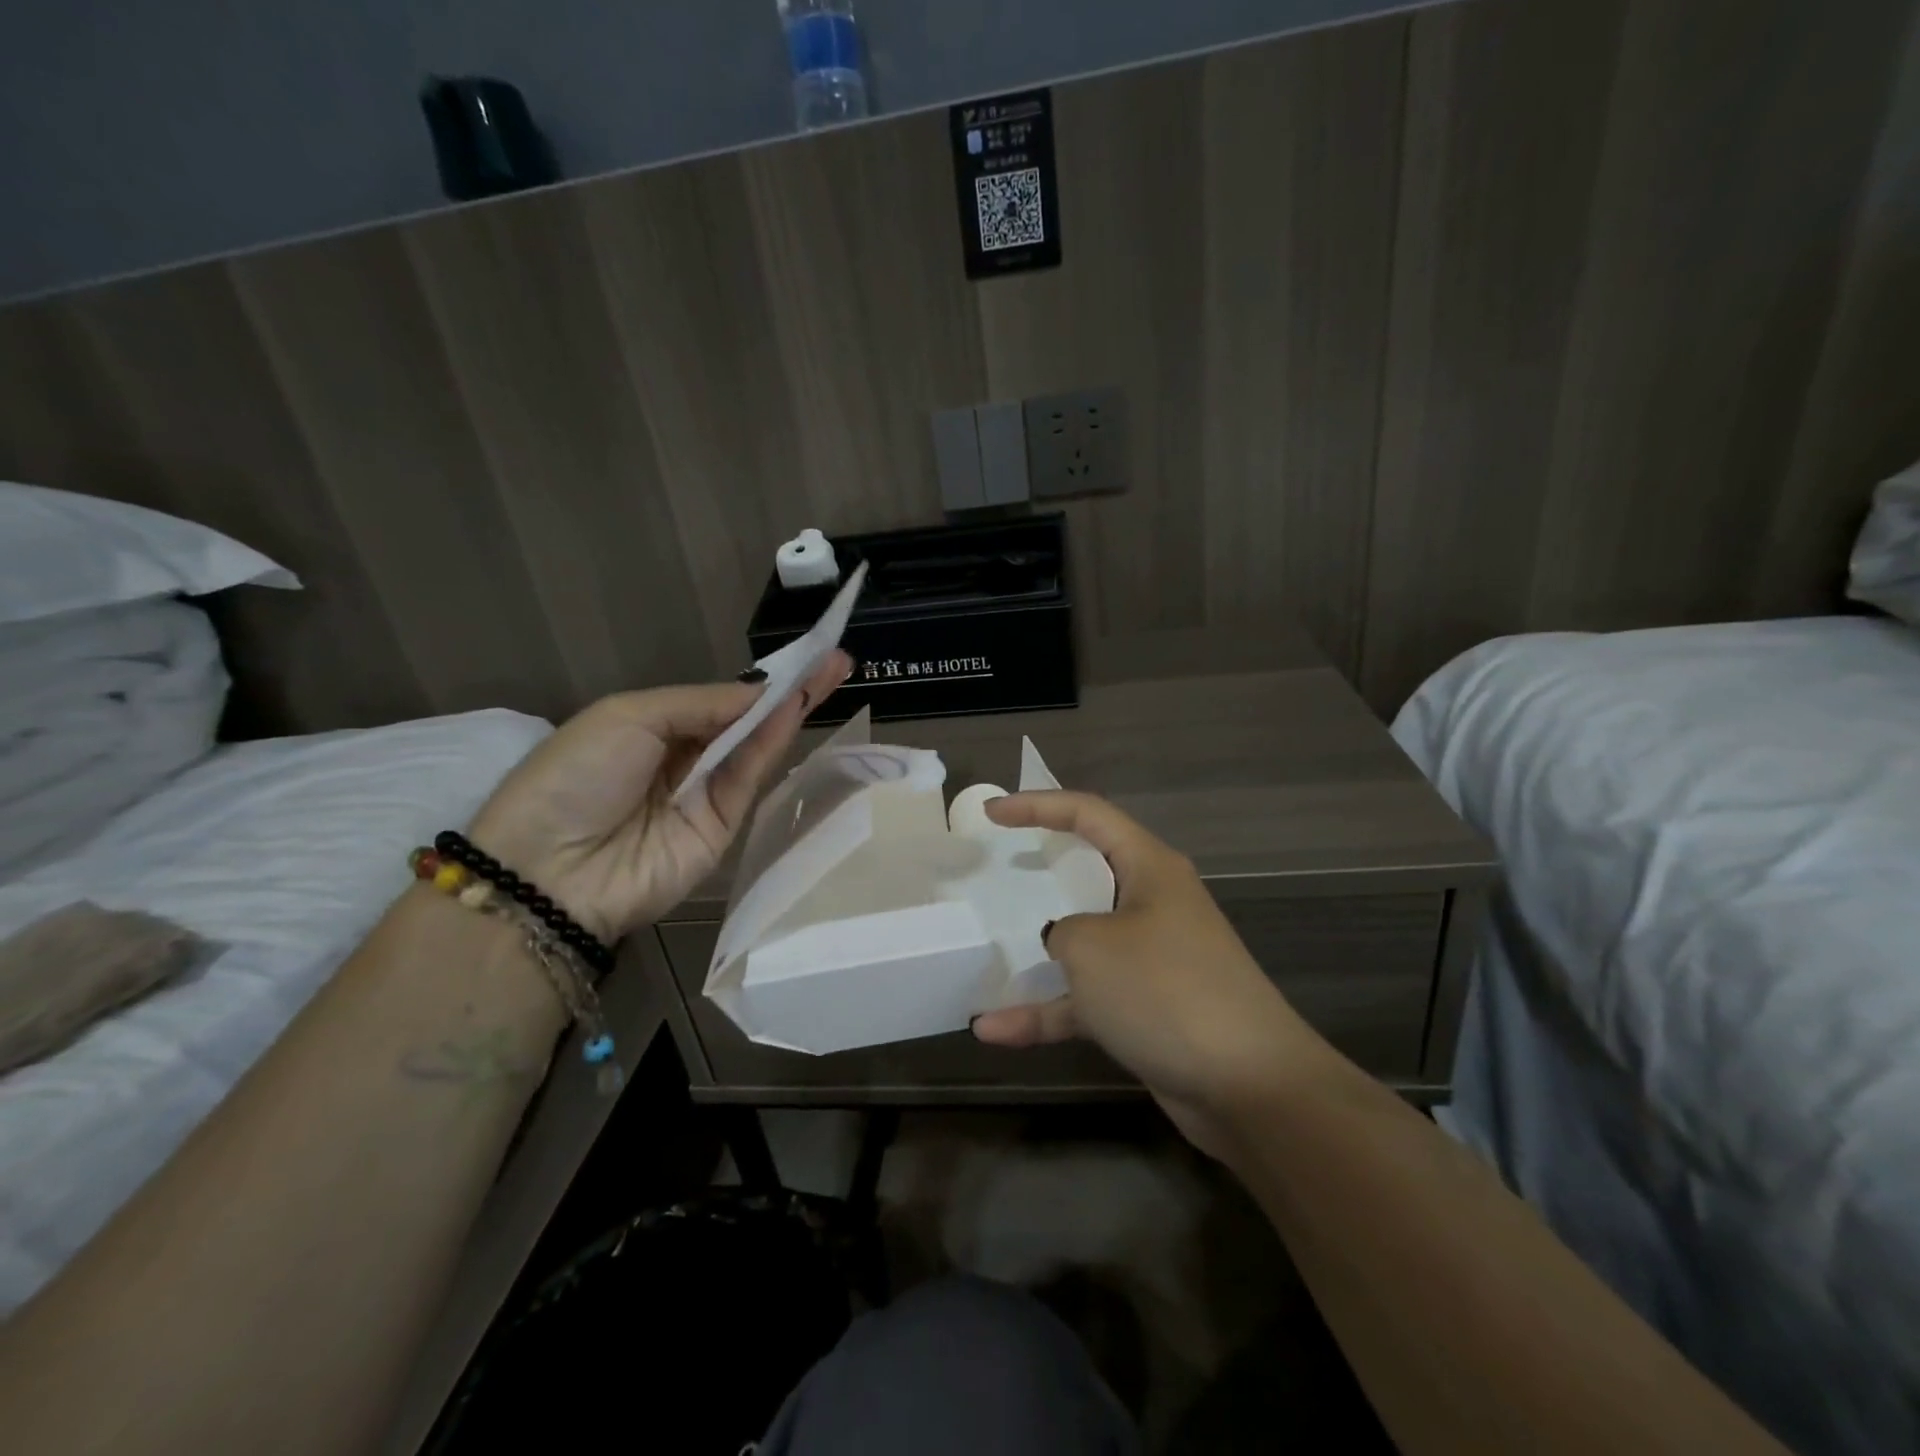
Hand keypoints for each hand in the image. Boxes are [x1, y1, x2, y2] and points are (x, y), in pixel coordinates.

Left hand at [466, 653, 850, 942]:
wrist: (553, 870)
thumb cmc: (578, 774)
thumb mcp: (628, 717)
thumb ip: (701, 703)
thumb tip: (759, 691)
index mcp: (650, 728)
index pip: (716, 701)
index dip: (755, 680)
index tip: (800, 655)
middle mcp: (683, 759)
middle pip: (744, 720)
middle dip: (787, 690)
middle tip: (834, 659)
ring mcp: (705, 794)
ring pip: (756, 745)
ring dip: (792, 708)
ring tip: (832, 671)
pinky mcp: (725, 826)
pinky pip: (751, 776)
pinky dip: (775, 740)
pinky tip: (798, 708)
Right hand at [970, 791, 1325, 1155]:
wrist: (1249, 1085)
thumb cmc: (1165, 990)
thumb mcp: (1091, 947)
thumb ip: (1062, 933)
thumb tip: (1064, 944)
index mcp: (1149, 868)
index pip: (1089, 814)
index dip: (1037, 805)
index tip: (991, 814)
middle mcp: (1153, 904)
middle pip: (1088, 873)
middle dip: (1040, 871)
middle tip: (996, 870)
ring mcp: (1152, 959)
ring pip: (1083, 943)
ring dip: (1036, 956)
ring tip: (985, 956)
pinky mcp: (1148, 1008)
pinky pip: (1086, 1000)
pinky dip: (1046, 1012)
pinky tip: (995, 1031)